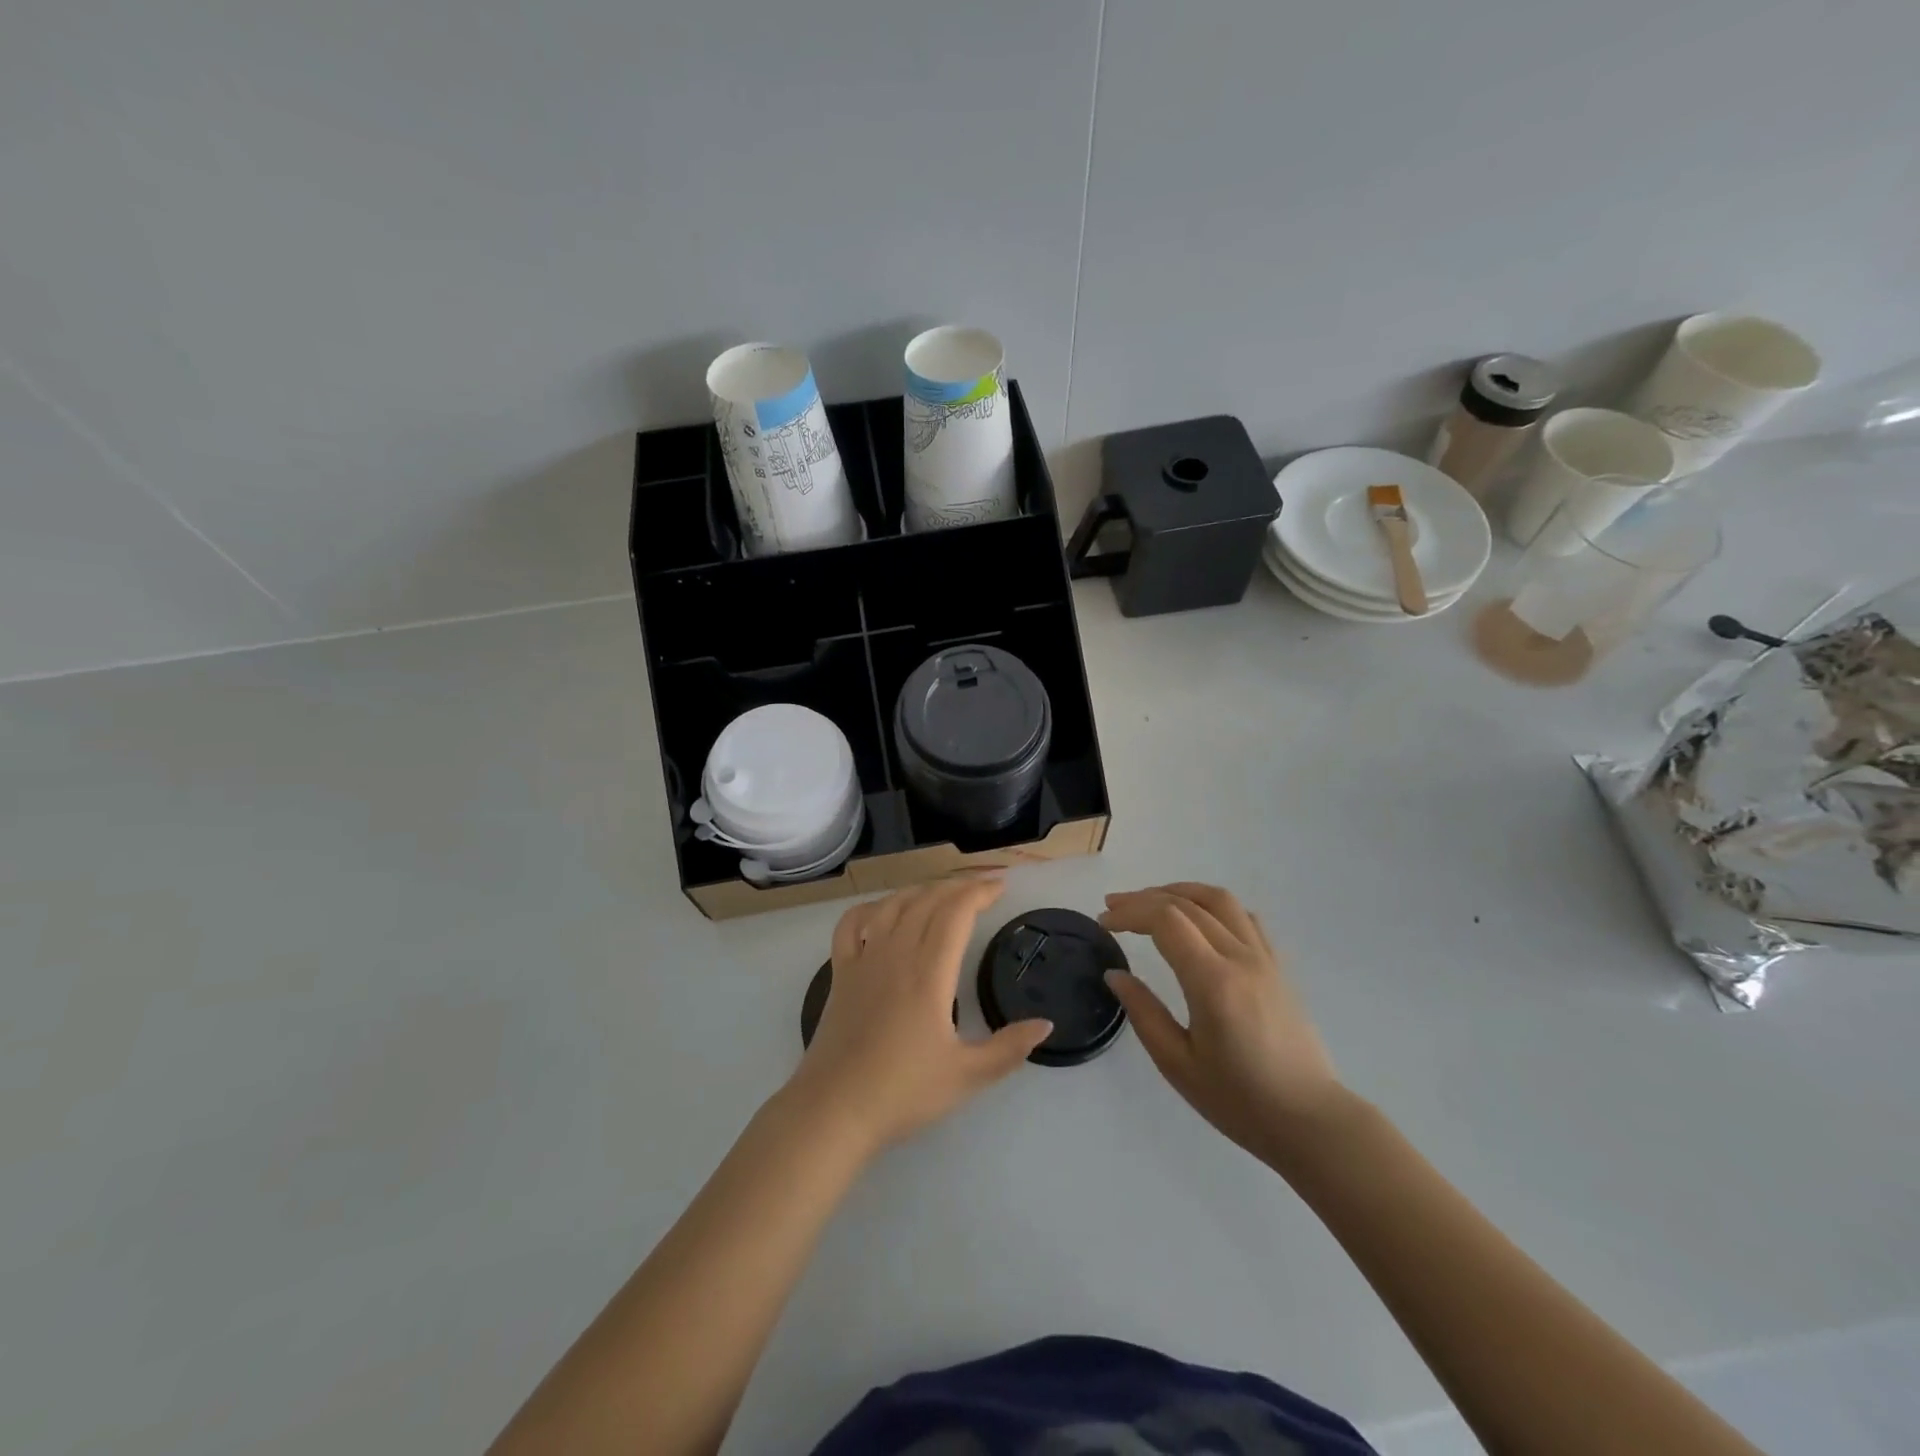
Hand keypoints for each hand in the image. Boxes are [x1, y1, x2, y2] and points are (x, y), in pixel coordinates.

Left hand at [786, 877, 1053, 1154]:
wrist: (834, 1110)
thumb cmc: (903, 1092)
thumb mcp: (967, 1076)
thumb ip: (1009, 1048)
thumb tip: (1045, 1024)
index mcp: (929, 972)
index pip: (956, 913)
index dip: (979, 892)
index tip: (1000, 887)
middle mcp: (896, 954)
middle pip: (927, 901)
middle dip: (957, 886)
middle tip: (981, 886)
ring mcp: (863, 960)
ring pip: (892, 905)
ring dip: (920, 890)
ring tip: (941, 892)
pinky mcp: (840, 973)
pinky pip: (851, 924)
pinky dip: (870, 908)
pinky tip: (882, 911)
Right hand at [1101, 883, 1347, 1168]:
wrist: (1311, 1122)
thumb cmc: (1240, 1101)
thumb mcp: (1178, 1064)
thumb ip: (1143, 1012)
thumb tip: (1115, 974)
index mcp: (1213, 981)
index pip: (1166, 920)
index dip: (1130, 913)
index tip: (1104, 923)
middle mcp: (1241, 958)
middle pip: (1188, 904)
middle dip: (1144, 899)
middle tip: (1113, 908)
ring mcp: (1265, 958)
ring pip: (1220, 900)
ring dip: (1180, 892)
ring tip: (1151, 900)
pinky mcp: (1278, 967)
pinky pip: (1245, 917)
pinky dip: (1213, 906)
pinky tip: (1198, 919)